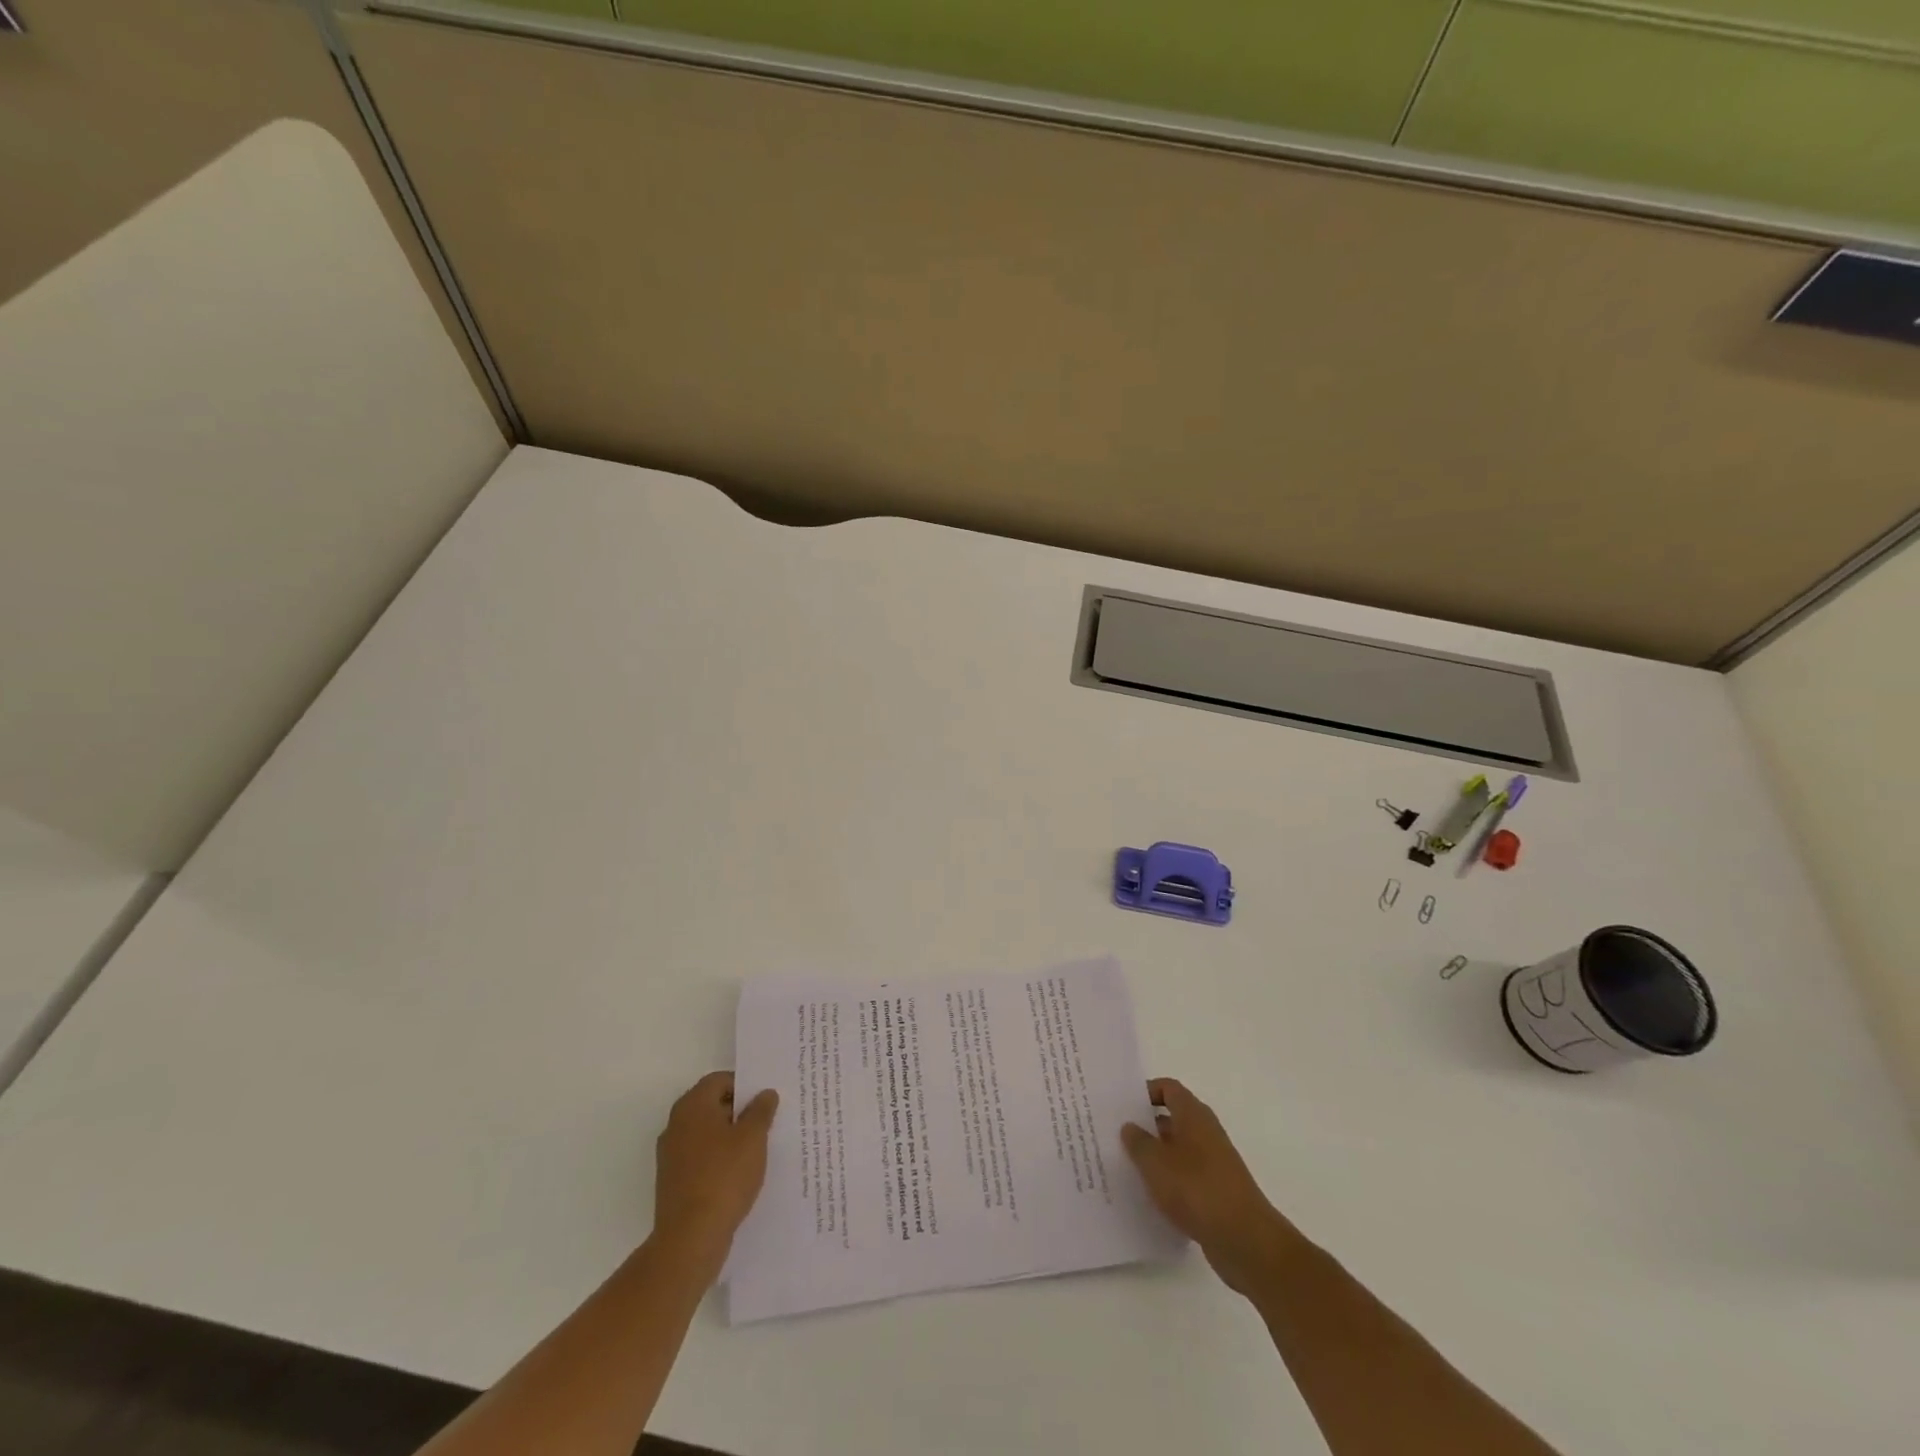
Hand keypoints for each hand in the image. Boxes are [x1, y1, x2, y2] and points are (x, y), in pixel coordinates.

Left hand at [653, 1072, 778, 1266]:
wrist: (690, 1238)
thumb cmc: (724, 1177)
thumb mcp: (753, 1138)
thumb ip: (761, 1111)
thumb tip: (765, 1094)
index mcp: (692, 1106)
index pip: (719, 1080)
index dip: (744, 1085)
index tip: (765, 1099)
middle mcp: (676, 1124)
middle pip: (711, 1105)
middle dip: (739, 1111)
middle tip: (766, 1121)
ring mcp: (671, 1155)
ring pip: (706, 1133)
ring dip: (730, 1136)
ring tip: (757, 1148)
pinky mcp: (673, 1181)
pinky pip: (701, 1157)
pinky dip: (719, 1158)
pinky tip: (739, 1173)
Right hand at [1122, 1077, 1299, 1293]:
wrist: (1245, 1240)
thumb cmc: (1197, 1189)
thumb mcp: (1156, 1163)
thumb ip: (1138, 1142)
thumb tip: (1130, 1126)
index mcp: (1193, 1115)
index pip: (1168, 1088)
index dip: (1146, 1092)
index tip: (1123, 1107)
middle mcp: (1206, 1132)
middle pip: (1172, 1118)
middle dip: (1146, 1126)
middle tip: (1116, 1137)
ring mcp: (1214, 1163)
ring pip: (1178, 1150)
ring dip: (1156, 1156)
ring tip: (1127, 1168)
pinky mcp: (1217, 1191)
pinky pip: (1187, 1176)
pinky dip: (1169, 1181)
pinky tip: (1150, 1197)